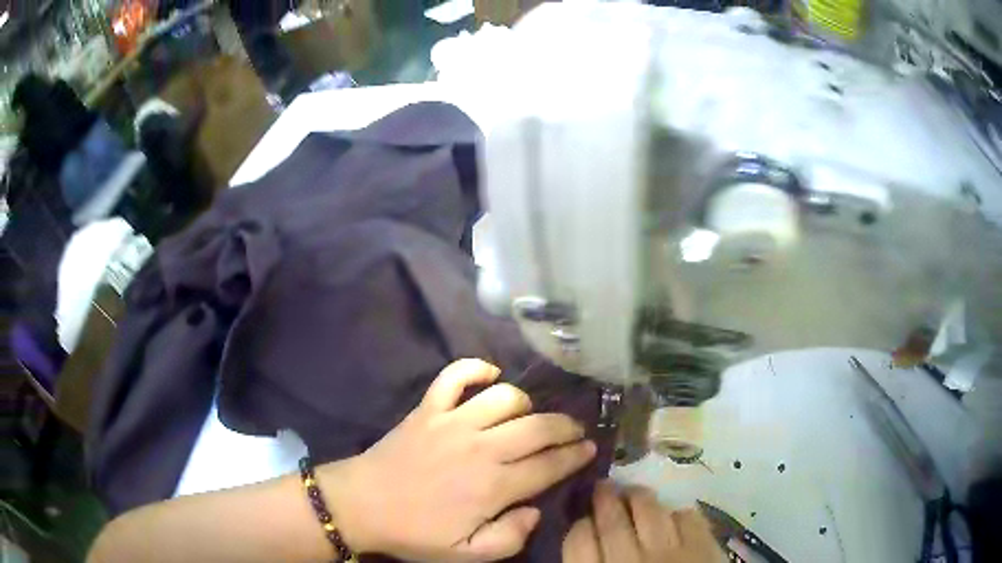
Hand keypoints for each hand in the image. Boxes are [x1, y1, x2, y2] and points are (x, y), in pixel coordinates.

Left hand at [321, 359, 596, 561]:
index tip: (590, 449)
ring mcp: (452, 422)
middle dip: (565, 427)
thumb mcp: (467, 554)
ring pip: (505, 397)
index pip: (549, 465)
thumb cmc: (415, 532)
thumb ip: (509, 538)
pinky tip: (490, 375)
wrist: (362, 505)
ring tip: (532, 416)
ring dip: (527, 404)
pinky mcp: (428, 408)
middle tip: (575, 431)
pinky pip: (454, 375)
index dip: (575, 456)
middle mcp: (480, 448)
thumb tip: (534, 510)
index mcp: (492, 486)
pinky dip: (475, 369)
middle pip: (538, 427)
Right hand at [562, 482, 724, 562]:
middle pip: (611, 519)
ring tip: (633, 493)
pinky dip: (678, 513)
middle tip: (603, 487)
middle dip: (604, 499)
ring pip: (649, 509)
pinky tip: (672, 518)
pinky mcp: (704, 547)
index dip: (578, 524)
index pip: (577, 540)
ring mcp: (670, 552)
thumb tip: (580, 551)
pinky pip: (688, 517)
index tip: (581, 518)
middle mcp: (629, 561)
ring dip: (638, 496)